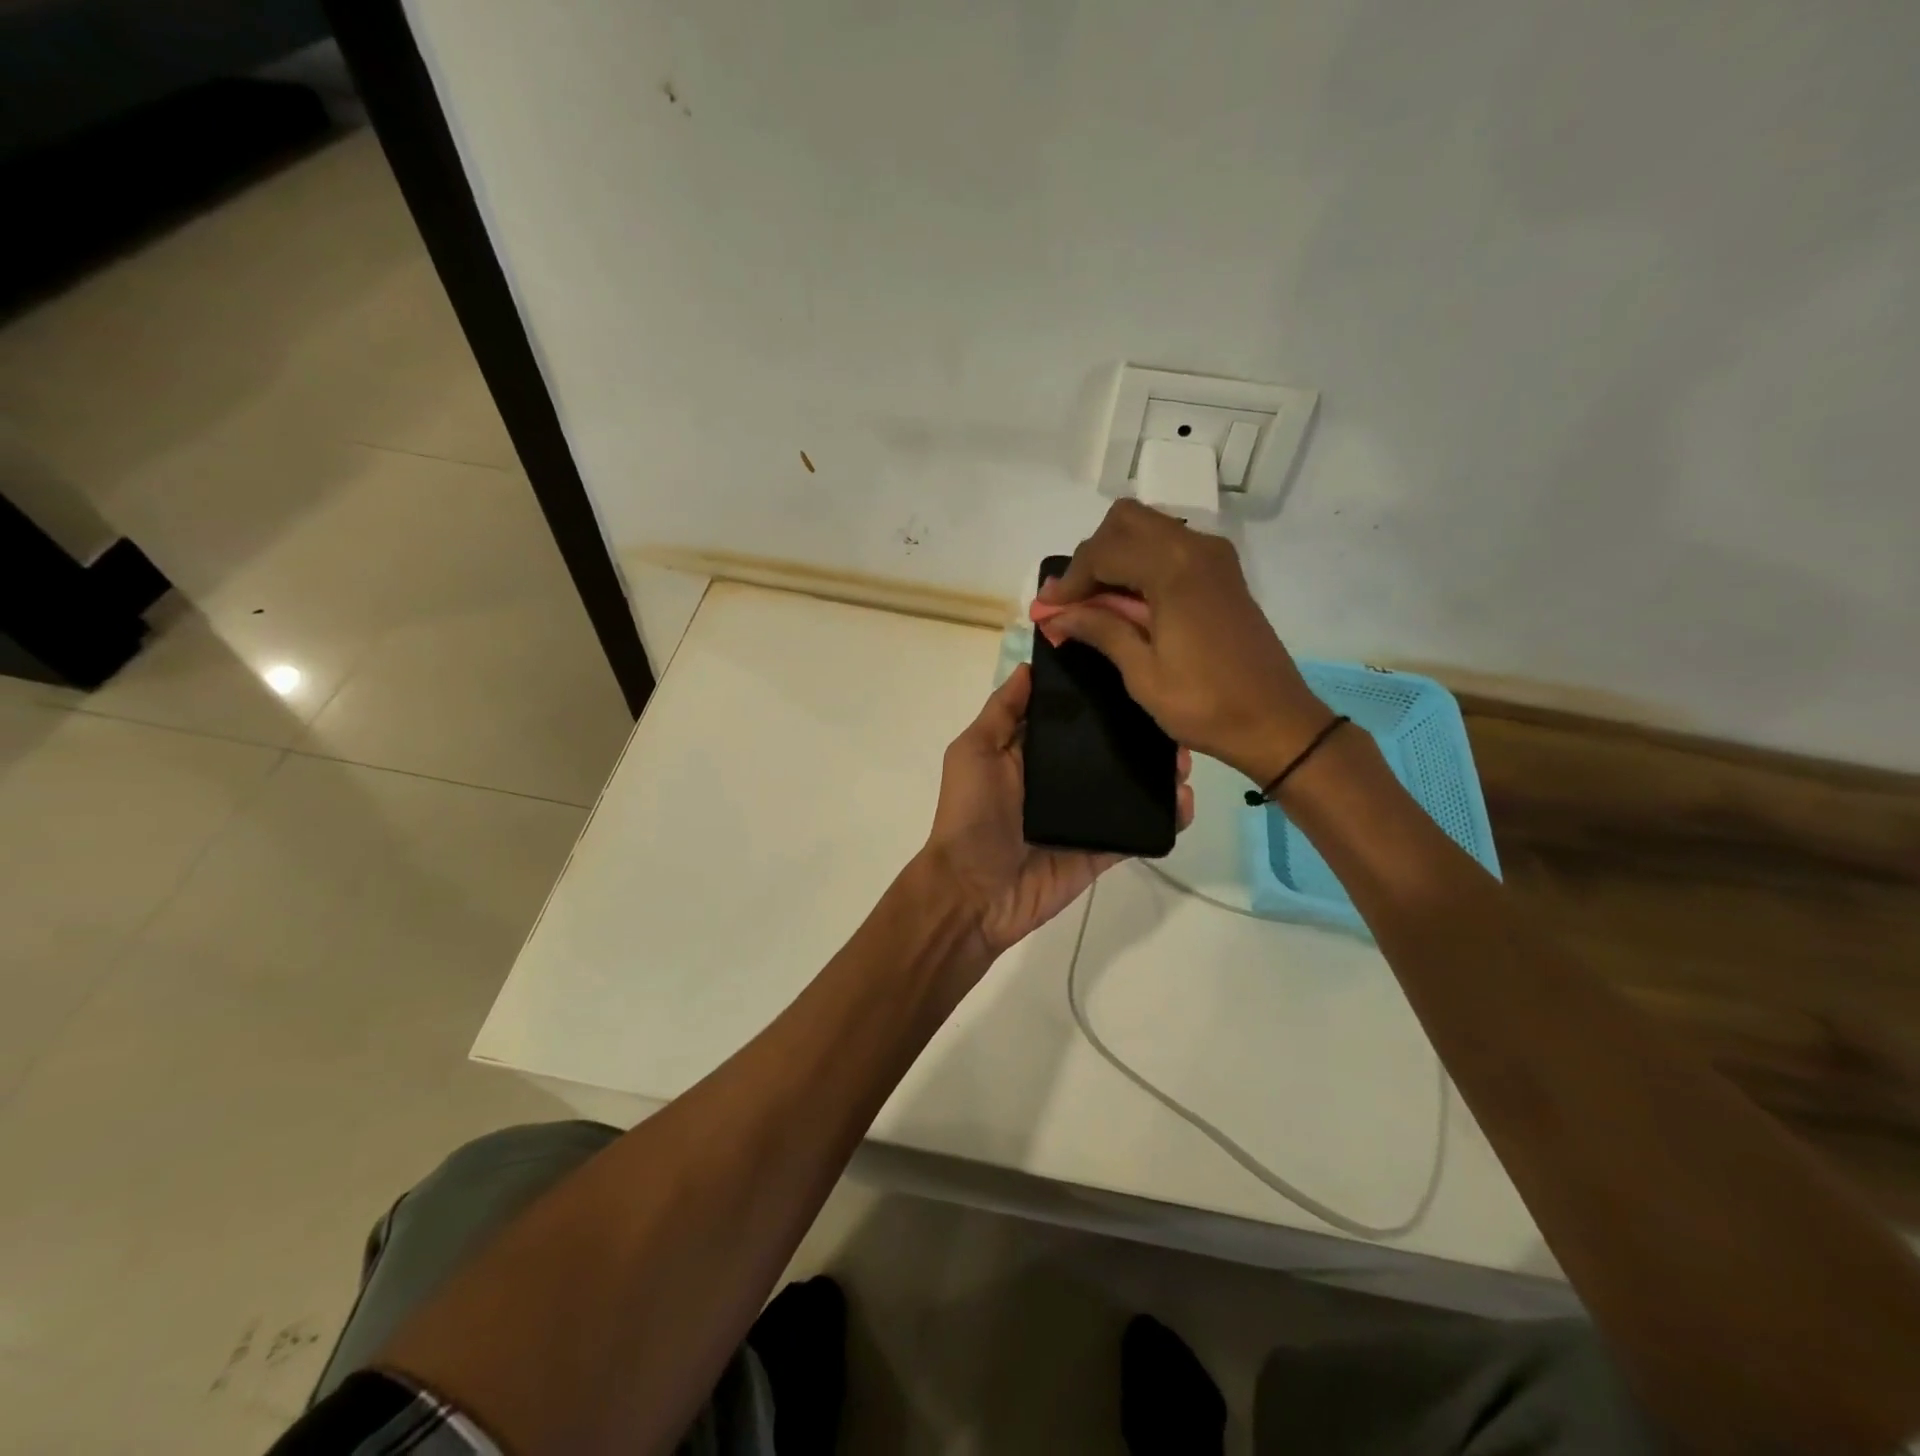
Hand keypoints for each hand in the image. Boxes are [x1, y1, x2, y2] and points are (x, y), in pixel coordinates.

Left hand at [923, 663, 1192, 956]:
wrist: (973, 893)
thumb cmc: (970, 816)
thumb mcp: (974, 753)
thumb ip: (1002, 713)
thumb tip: (1029, 667)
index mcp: (1032, 752)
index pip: (1071, 717)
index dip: (1097, 695)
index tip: (1131, 670)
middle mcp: (1062, 779)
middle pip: (1108, 749)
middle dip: (1140, 733)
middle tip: (1169, 719)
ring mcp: (1085, 815)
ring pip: (1131, 786)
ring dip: (1159, 771)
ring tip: (1184, 757)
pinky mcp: (1102, 848)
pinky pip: (1139, 829)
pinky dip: (1166, 817)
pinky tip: (1184, 800)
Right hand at [1036, 500, 1331, 786]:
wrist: (1275, 721)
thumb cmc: (1204, 704)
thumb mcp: (1142, 673)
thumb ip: (1101, 630)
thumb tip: (1056, 613)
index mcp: (1173, 570)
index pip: (1103, 552)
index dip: (1069, 580)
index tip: (1048, 610)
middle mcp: (1195, 548)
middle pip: (1125, 521)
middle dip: (1092, 556)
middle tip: (1075, 601)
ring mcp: (1214, 557)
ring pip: (1148, 528)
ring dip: (1116, 555)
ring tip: (1097, 603)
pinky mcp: (1223, 572)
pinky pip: (1171, 545)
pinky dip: (1142, 561)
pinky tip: (1130, 602)